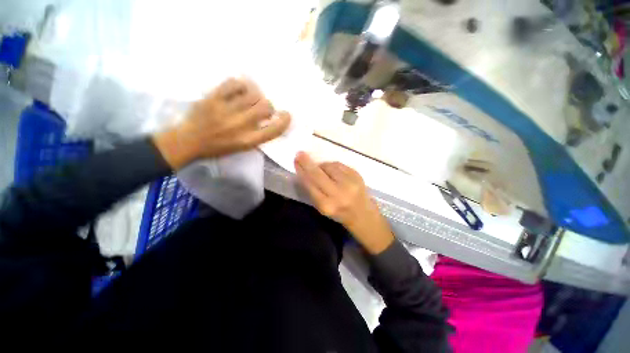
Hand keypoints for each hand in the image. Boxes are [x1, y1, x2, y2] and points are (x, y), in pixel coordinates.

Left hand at [153, 78, 290, 168]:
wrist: (189, 141)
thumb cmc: (219, 147)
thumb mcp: (243, 147)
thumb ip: (258, 134)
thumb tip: (269, 118)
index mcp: (249, 140)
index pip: (275, 129)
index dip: (285, 120)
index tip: (286, 114)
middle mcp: (241, 125)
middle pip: (266, 107)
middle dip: (268, 106)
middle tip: (263, 108)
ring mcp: (227, 110)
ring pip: (253, 94)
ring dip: (256, 95)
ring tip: (251, 98)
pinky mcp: (213, 98)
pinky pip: (234, 84)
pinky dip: (240, 85)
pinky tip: (239, 89)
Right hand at [294, 152, 393, 253]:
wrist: (363, 213)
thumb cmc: (339, 212)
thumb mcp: (322, 207)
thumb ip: (313, 190)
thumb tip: (305, 170)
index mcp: (327, 205)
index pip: (310, 185)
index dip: (302, 172)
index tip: (296, 161)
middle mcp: (338, 194)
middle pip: (318, 174)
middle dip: (307, 163)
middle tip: (300, 154)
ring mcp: (349, 183)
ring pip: (329, 166)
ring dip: (322, 166)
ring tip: (323, 170)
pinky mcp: (357, 175)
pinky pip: (339, 164)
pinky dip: (332, 166)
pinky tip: (333, 170)